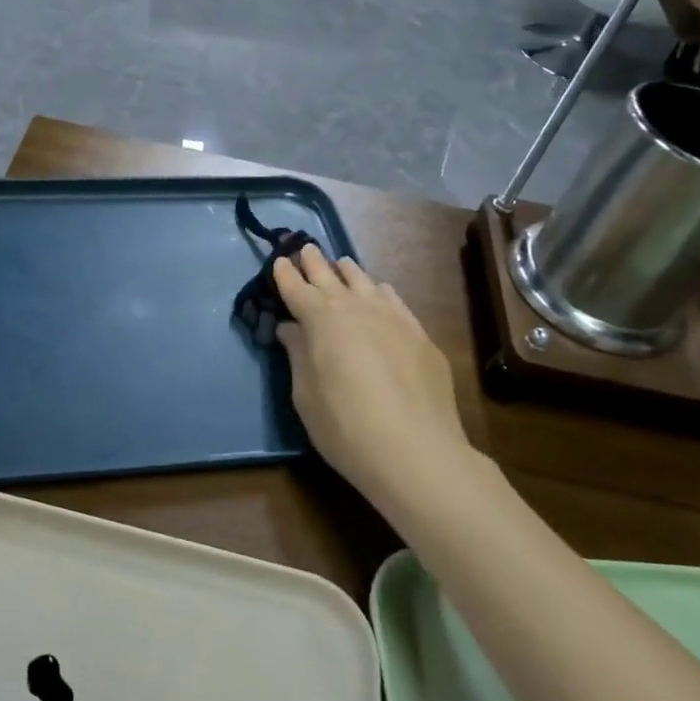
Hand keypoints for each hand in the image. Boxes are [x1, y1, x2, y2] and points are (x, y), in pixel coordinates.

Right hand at [273, 245, 475, 516]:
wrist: (417, 452)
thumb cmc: (346, 427)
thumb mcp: (306, 396)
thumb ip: (298, 355)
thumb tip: (292, 328)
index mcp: (321, 320)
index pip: (296, 288)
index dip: (285, 274)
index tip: (280, 260)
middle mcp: (355, 307)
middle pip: (329, 275)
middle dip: (314, 261)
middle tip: (306, 249)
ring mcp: (392, 317)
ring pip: (364, 281)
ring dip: (347, 272)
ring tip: (340, 265)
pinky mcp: (419, 334)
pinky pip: (393, 299)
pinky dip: (379, 291)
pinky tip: (379, 293)